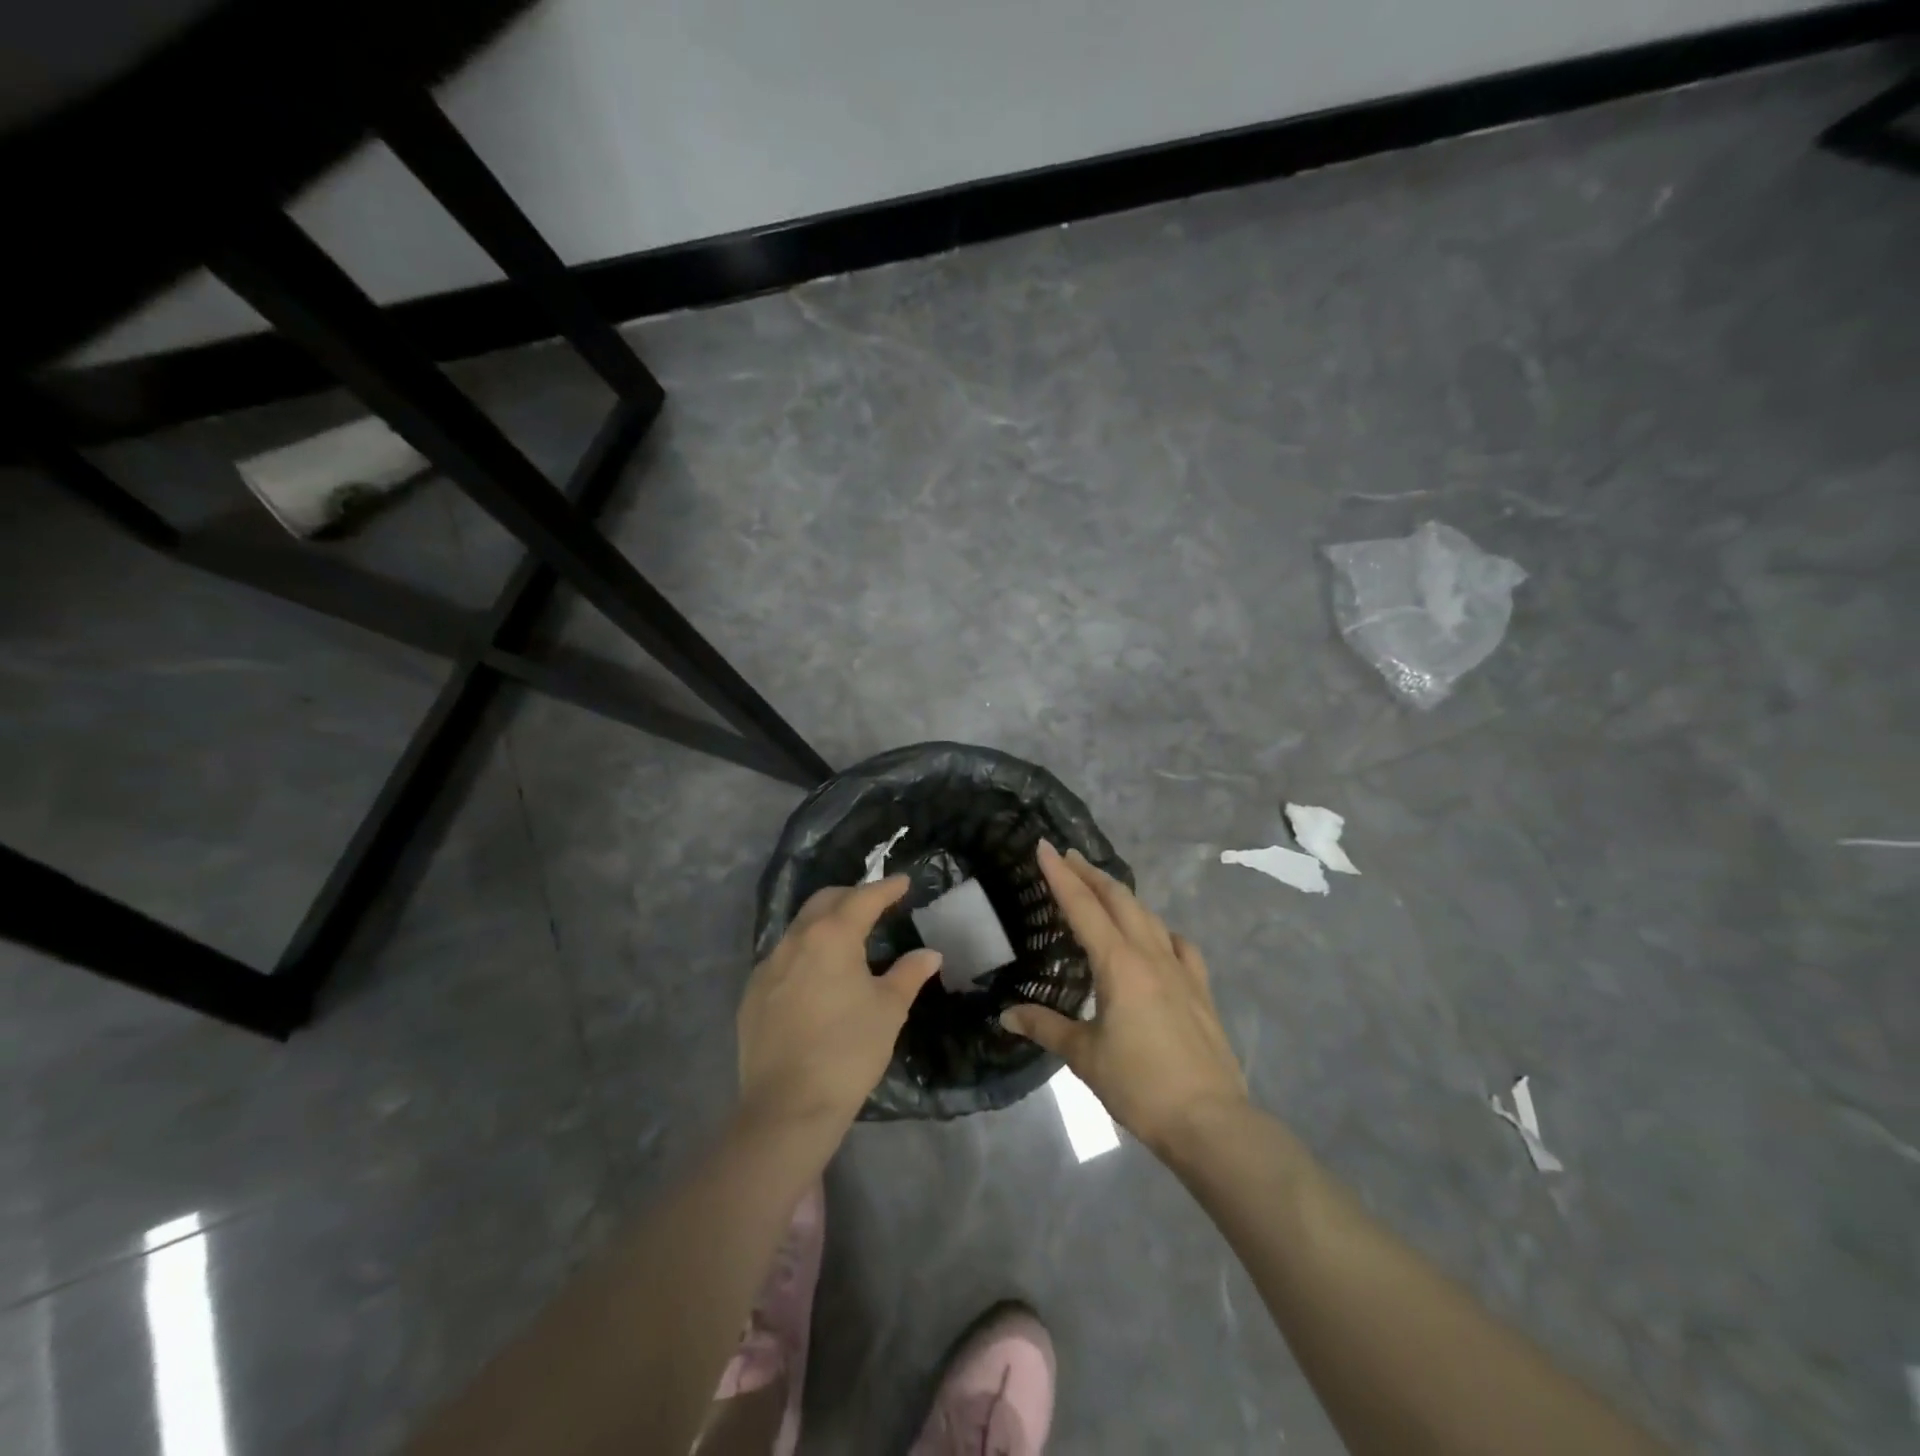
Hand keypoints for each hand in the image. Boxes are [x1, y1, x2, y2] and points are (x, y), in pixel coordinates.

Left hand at [736, 876, 942, 1130]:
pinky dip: (805, 952)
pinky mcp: (752, 994)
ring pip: (799, 928)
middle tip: (876, 903)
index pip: (863, 898)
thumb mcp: (889, 1010)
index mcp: (831, 936)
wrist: (788, 1106)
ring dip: (825, 923)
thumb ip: (909, 974)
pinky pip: (783, 958)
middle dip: (852, 896)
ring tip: (847, 938)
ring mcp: (768, 966)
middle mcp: (795, 940)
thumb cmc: (848, 1050)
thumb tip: (929, 954)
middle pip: (825, 902)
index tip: (903, 882)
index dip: (886, 888)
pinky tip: (817, 975)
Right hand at [1001, 841, 1246, 1153]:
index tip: (1043, 846)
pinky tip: (1157, 937)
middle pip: (1118, 899)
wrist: (1210, 1120)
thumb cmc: (1139, 1085)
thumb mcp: (1084, 1057)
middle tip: (1067, 857)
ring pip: (1148, 915)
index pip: (1082, 906)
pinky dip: (1160, 930)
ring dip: (1121, 896)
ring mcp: (1180, 969)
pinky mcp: (1200, 989)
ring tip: (1102, 888)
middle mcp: (1150, 955)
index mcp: (1118, 964)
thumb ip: (1045, 1027)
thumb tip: (1006, 1015)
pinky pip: (1178, 944)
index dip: (1060, 875)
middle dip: (1090, 874)